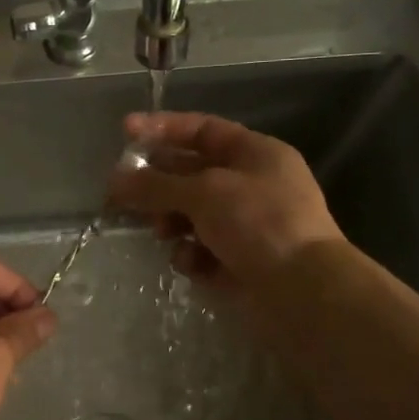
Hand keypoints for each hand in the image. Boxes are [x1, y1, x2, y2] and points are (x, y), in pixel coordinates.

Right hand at [107, 111, 345, 291]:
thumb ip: (155, 184)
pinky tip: (193, 263)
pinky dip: (192, 255)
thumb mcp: (204, 193)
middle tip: (120, 192)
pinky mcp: (239, 261)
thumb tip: (115, 179)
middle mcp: (251, 185)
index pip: (202, 129)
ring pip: (191, 214)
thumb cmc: (259, 223)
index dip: (163, 128)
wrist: (304, 291)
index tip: (126, 131)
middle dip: (158, 183)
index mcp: (255, 154)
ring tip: (161, 232)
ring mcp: (247, 225)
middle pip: (191, 174)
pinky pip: (201, 249)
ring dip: (171, 221)